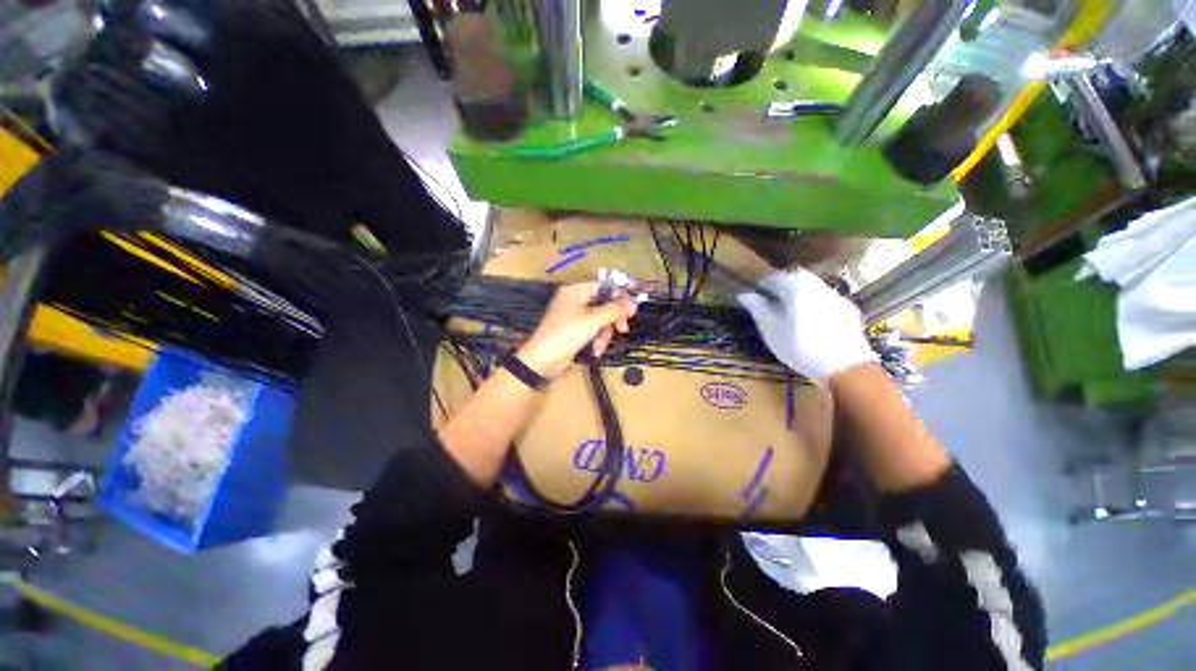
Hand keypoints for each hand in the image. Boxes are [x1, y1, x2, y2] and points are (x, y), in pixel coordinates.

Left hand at [517, 282, 637, 378]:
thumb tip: (634, 303)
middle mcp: (575, 299)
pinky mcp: (574, 330)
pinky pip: (593, 329)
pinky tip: (595, 351)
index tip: (632, 309)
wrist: (542, 360)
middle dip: (612, 318)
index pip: (604, 285)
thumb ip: (615, 310)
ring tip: (600, 346)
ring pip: (600, 318)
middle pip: (604, 303)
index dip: (620, 295)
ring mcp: (574, 315)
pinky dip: (596, 339)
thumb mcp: (593, 321)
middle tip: (622, 329)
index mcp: (576, 290)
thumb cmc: (567, 334)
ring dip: (604, 333)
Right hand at [737, 269, 876, 380]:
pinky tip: (809, 322)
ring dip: (796, 296)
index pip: (771, 278)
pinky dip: (812, 305)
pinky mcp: (847, 310)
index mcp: (795, 285)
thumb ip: (757, 308)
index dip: (759, 287)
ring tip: (787, 313)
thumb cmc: (800, 346)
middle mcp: (816, 284)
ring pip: (810, 289)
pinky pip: (823, 301)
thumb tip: (744, 294)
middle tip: (767, 303)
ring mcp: (835, 296)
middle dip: (779, 288)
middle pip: (793, 280)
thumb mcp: (770, 329)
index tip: (751, 297)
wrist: (846, 366)